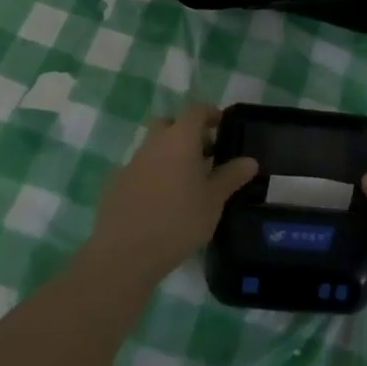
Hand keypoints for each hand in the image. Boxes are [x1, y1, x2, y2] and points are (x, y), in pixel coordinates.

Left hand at [88, 104, 258, 279]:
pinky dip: (154, 175)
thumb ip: (231, 176)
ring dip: (170, 155)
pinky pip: (141, 169)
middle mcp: (153, 143)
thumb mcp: (213, 200)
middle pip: (170, 124)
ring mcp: (131, 162)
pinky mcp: (116, 184)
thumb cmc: (178, 221)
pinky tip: (162, 202)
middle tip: (205, 155)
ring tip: (186, 183)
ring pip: (154, 147)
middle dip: (187, 133)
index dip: (211, 113)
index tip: (223, 125)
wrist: (124, 254)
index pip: (196, 110)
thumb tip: (250, 160)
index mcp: (179, 138)